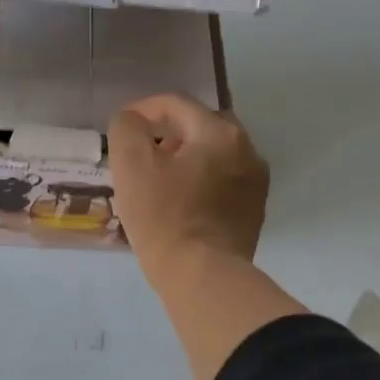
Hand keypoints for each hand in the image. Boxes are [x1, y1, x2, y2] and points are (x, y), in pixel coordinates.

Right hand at [108, 94, 269, 279]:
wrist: (203, 276)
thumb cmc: (164, 217)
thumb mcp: (131, 165)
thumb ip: (127, 128)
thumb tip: (133, 120)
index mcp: (219, 132)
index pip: (177, 103)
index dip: (145, 108)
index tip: (123, 126)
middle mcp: (247, 148)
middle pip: (201, 124)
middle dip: (171, 130)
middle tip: (144, 151)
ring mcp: (255, 181)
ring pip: (216, 152)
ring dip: (188, 155)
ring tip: (161, 177)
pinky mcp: (254, 209)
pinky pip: (225, 179)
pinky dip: (203, 179)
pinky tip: (182, 200)